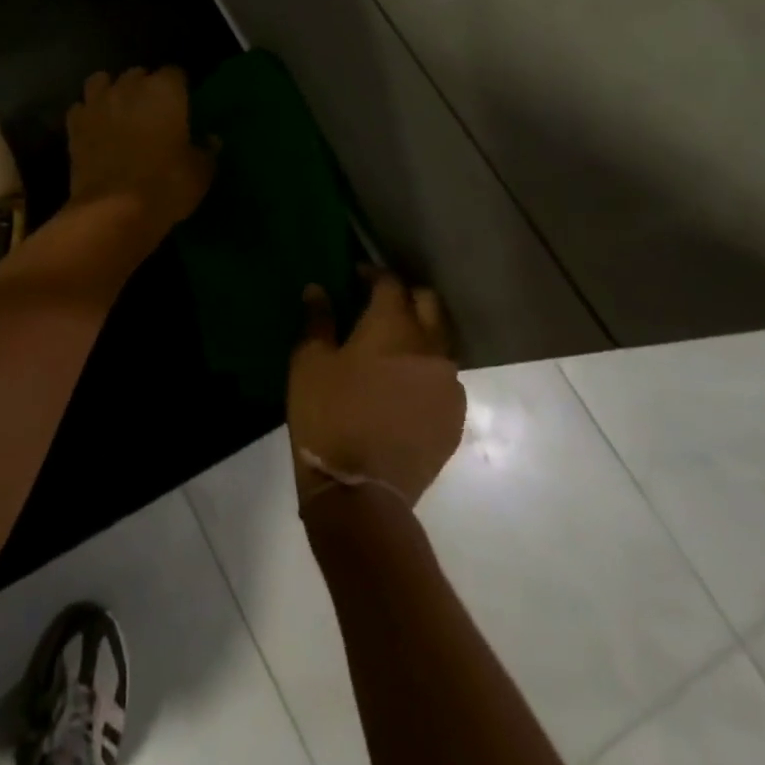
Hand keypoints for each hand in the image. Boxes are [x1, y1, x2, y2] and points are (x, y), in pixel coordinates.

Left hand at [65, 67, 213, 237]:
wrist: (114, 209)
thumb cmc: (166, 186)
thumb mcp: (200, 173)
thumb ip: (206, 151)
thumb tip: (211, 139)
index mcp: (165, 90)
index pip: (175, 73)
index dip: (179, 88)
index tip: (183, 105)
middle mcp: (129, 87)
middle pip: (137, 74)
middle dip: (144, 87)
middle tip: (152, 112)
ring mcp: (97, 103)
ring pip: (101, 81)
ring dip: (110, 91)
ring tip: (118, 111)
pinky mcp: (74, 125)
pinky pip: (80, 108)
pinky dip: (87, 115)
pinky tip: (95, 130)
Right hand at [287, 271, 465, 508]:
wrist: (360, 491)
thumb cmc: (327, 415)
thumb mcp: (310, 362)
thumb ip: (318, 320)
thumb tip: (318, 289)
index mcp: (394, 327)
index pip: (391, 283)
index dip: (373, 273)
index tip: (356, 276)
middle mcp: (430, 348)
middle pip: (428, 304)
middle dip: (405, 296)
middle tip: (378, 304)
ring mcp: (449, 385)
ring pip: (440, 342)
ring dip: (419, 334)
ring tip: (391, 348)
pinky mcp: (455, 418)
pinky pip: (444, 379)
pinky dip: (425, 371)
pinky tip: (402, 386)